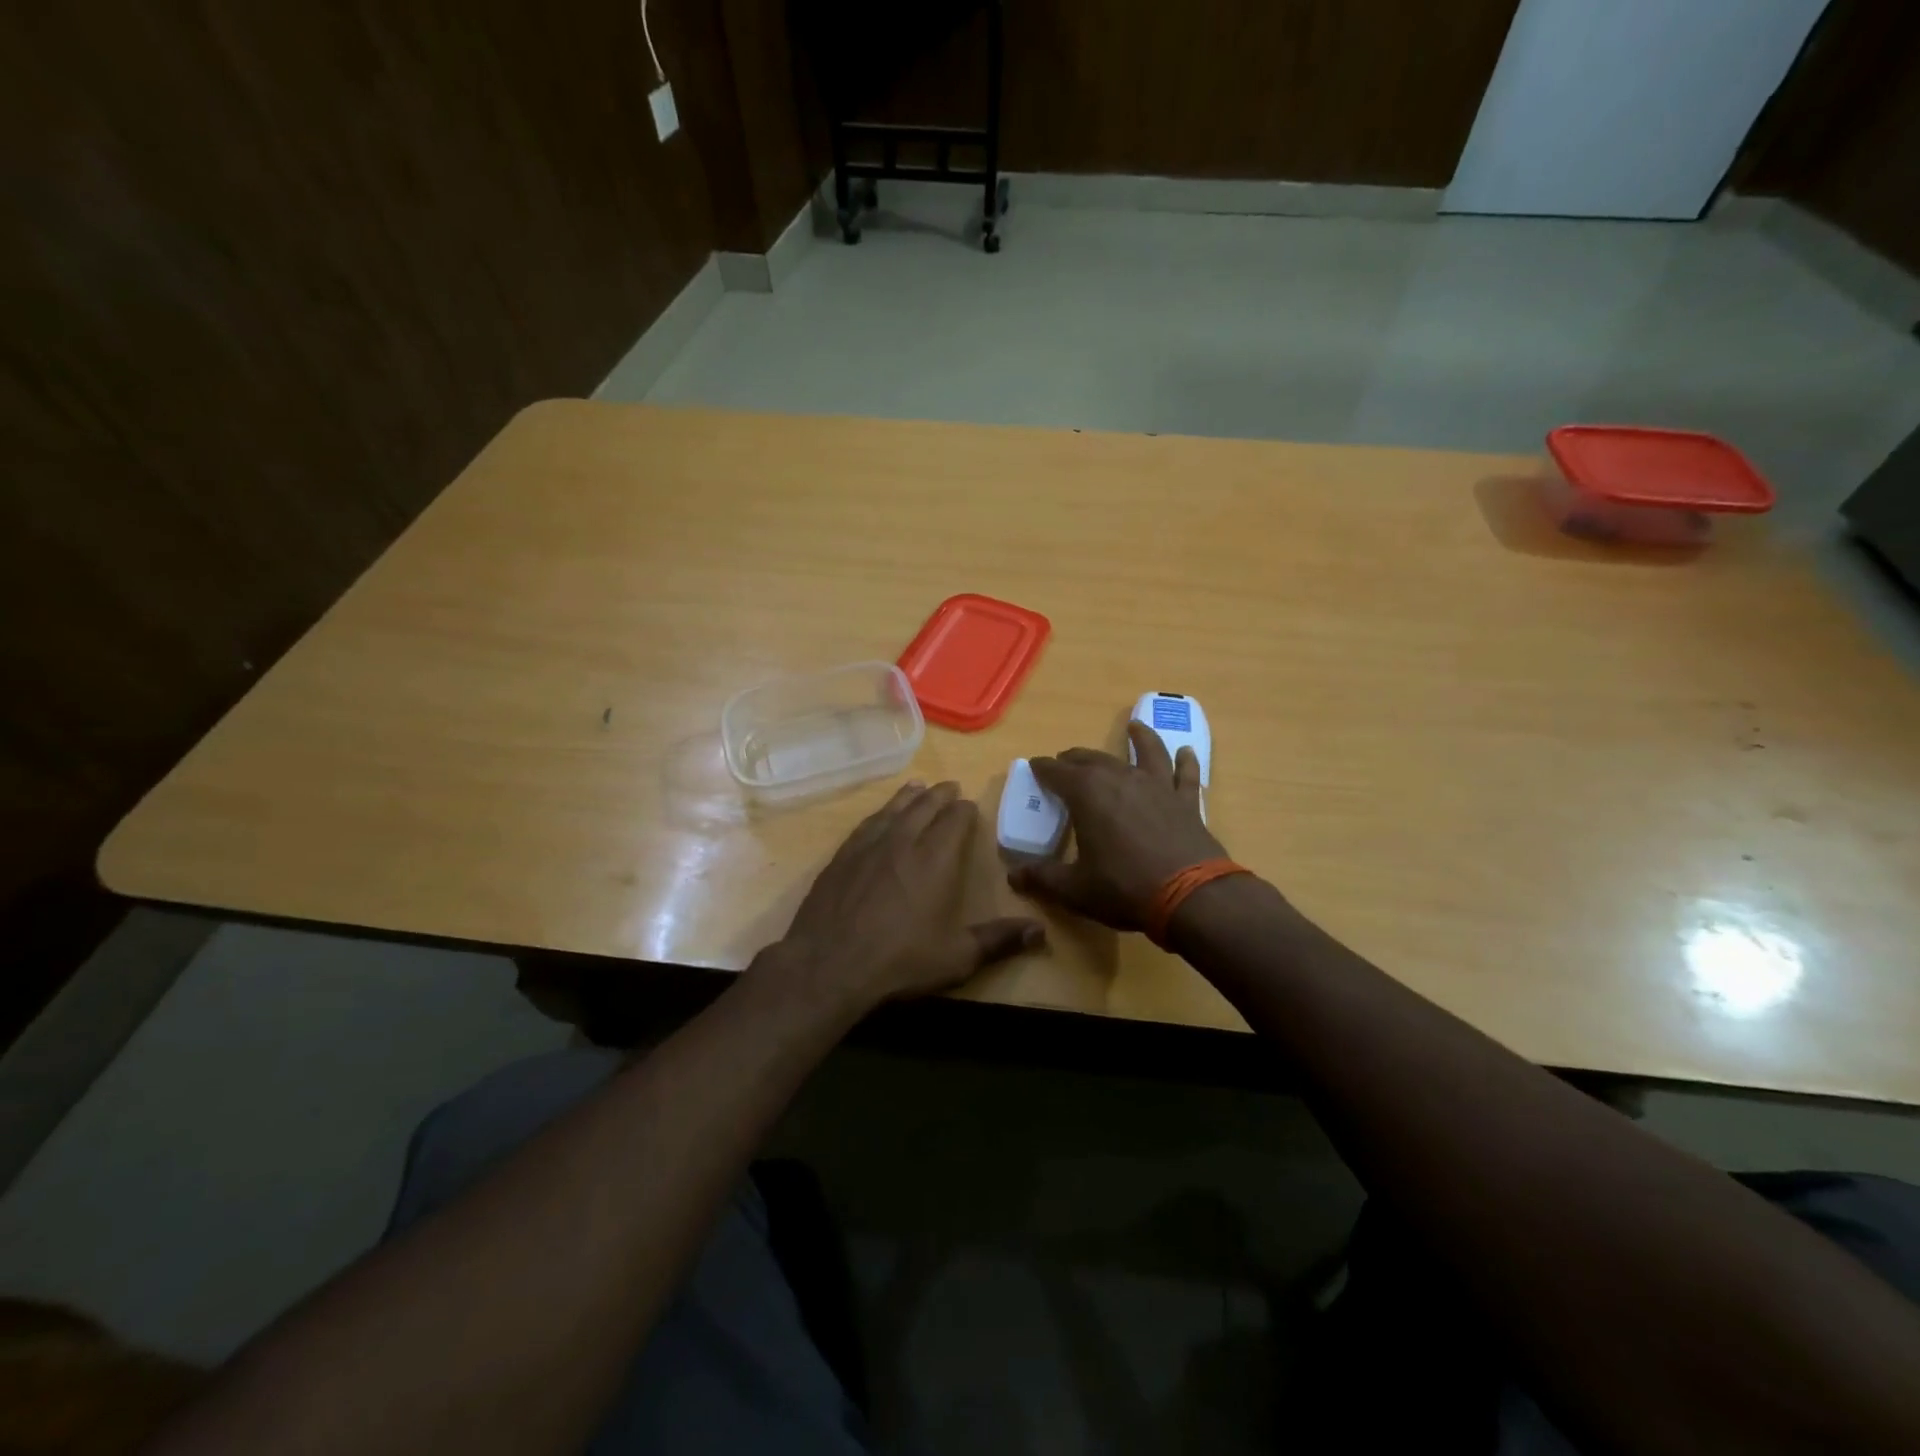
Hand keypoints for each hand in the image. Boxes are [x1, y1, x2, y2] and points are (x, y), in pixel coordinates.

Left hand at [776, 781, 1045, 1011]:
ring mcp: (868, 846)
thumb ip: (998, 941)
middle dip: (940, 796)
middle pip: (924, 807)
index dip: (964, 810)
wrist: (829, 964)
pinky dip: (879, 813)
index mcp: (935, 859)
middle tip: (950, 787)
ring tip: (918, 788)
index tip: (970, 805)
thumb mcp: (957, 957)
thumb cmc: (900, 960)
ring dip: (908, 797)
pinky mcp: (842, 857)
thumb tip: (1040, 932)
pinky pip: (866, 824)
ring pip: (893, 810)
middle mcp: (903, 842)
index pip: (954, 821)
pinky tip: (879, 816)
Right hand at [1008, 722, 1225, 930]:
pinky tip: (1186, 751)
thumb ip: (1042, 878)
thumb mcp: (1074, 889)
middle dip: (1076, 758)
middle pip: (1094, 758)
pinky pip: (1185, 774)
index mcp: (1088, 793)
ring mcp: (1157, 786)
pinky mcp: (1186, 801)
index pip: (1057, 772)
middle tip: (1065, 760)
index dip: (1043, 768)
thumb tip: (1013, 876)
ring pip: (1146, 752)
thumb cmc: (1124, 888)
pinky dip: (1185, 761)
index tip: (1034, 766)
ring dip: (1139, 738)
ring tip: (1134, 727)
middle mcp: (1121, 778)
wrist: (1191, 897)